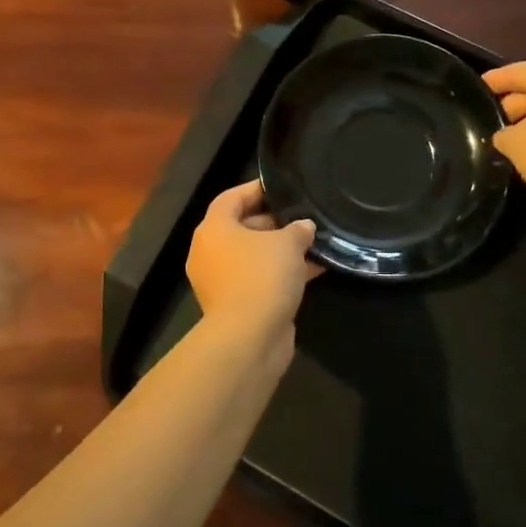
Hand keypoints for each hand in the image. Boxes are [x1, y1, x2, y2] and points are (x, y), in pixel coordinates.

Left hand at [186, 181, 318, 348]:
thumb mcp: (287, 243)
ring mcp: (221, 281)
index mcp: (214, 229)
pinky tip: (314, 270)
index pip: (232, 198)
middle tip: (304, 217)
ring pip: (253, 256)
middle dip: (275, 222)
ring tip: (314, 242)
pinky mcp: (236, 304)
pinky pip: (259, 279)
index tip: (282, 188)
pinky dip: (281, 274)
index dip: (257, 189)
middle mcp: (211, 252)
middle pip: (242, 226)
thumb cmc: (261, 276)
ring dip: (281, 251)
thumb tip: (304, 227)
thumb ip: (298, 229)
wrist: (249, 338)